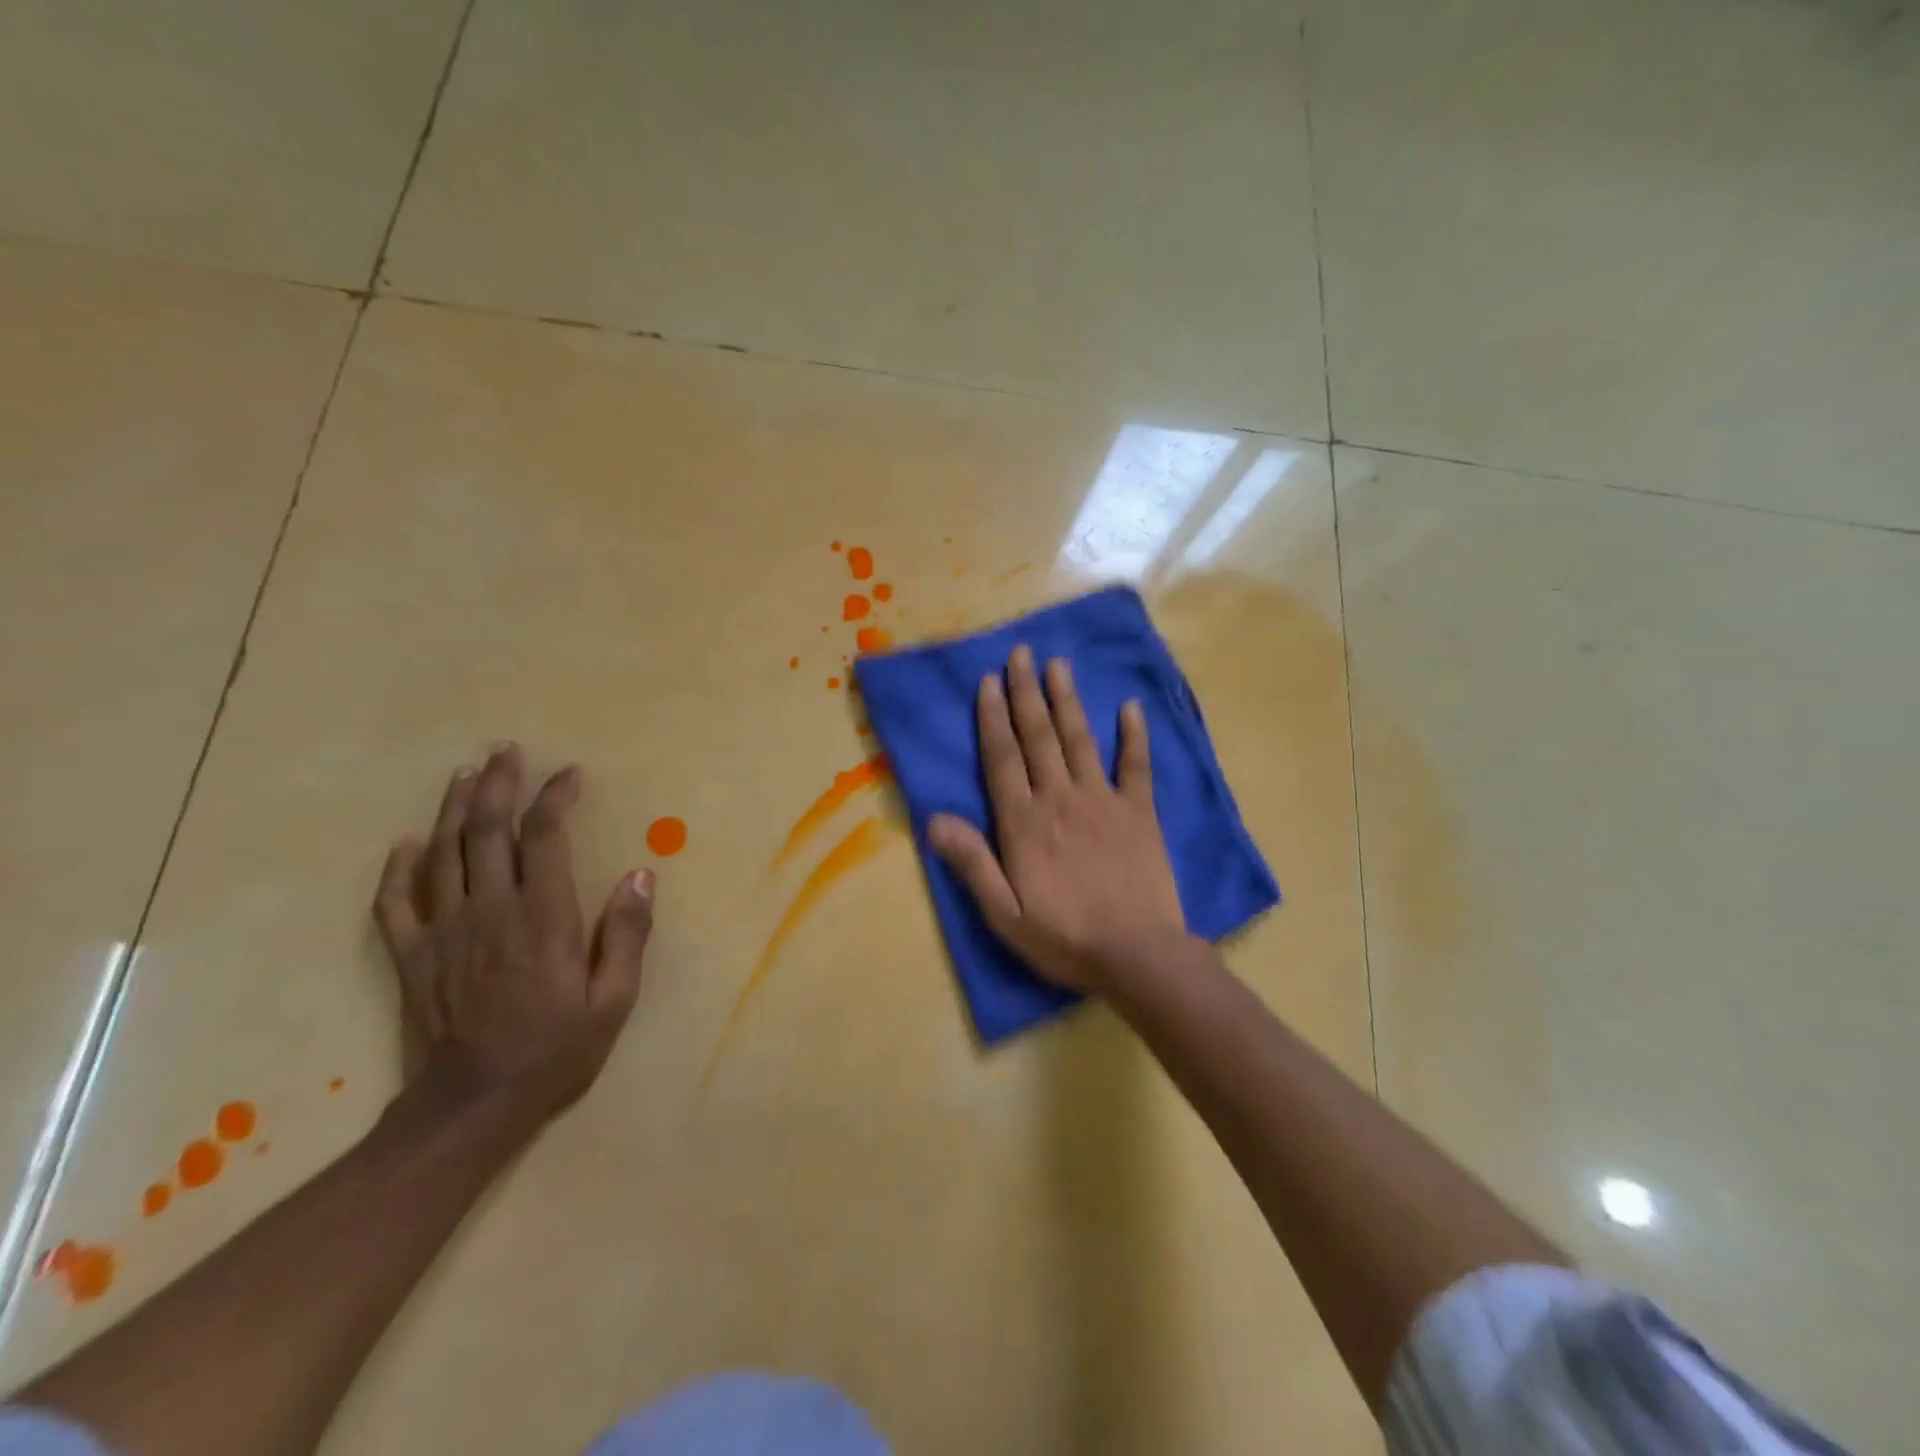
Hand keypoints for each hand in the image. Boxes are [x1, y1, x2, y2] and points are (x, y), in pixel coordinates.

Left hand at [373, 744, 654, 1120]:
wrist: (471, 1106)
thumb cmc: (554, 1050)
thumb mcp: (613, 1000)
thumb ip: (627, 934)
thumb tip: (641, 875)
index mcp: (543, 918)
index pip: (544, 837)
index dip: (555, 797)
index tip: (570, 774)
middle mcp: (490, 911)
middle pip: (485, 830)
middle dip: (497, 783)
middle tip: (506, 750)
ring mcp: (443, 931)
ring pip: (440, 853)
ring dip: (452, 807)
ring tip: (464, 773)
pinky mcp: (410, 955)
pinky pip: (394, 901)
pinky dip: (397, 867)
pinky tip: (405, 843)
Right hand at [928, 646, 1186, 992]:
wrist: (1137, 955)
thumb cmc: (1064, 938)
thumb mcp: (1004, 913)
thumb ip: (971, 862)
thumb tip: (933, 818)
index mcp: (1024, 823)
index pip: (1002, 759)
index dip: (993, 718)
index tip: (989, 682)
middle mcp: (1060, 799)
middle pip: (1039, 737)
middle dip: (1026, 692)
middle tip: (1021, 653)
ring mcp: (1103, 801)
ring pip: (1080, 740)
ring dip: (1067, 700)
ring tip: (1058, 664)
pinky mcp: (1140, 812)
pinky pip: (1136, 765)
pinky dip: (1134, 735)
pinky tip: (1130, 706)